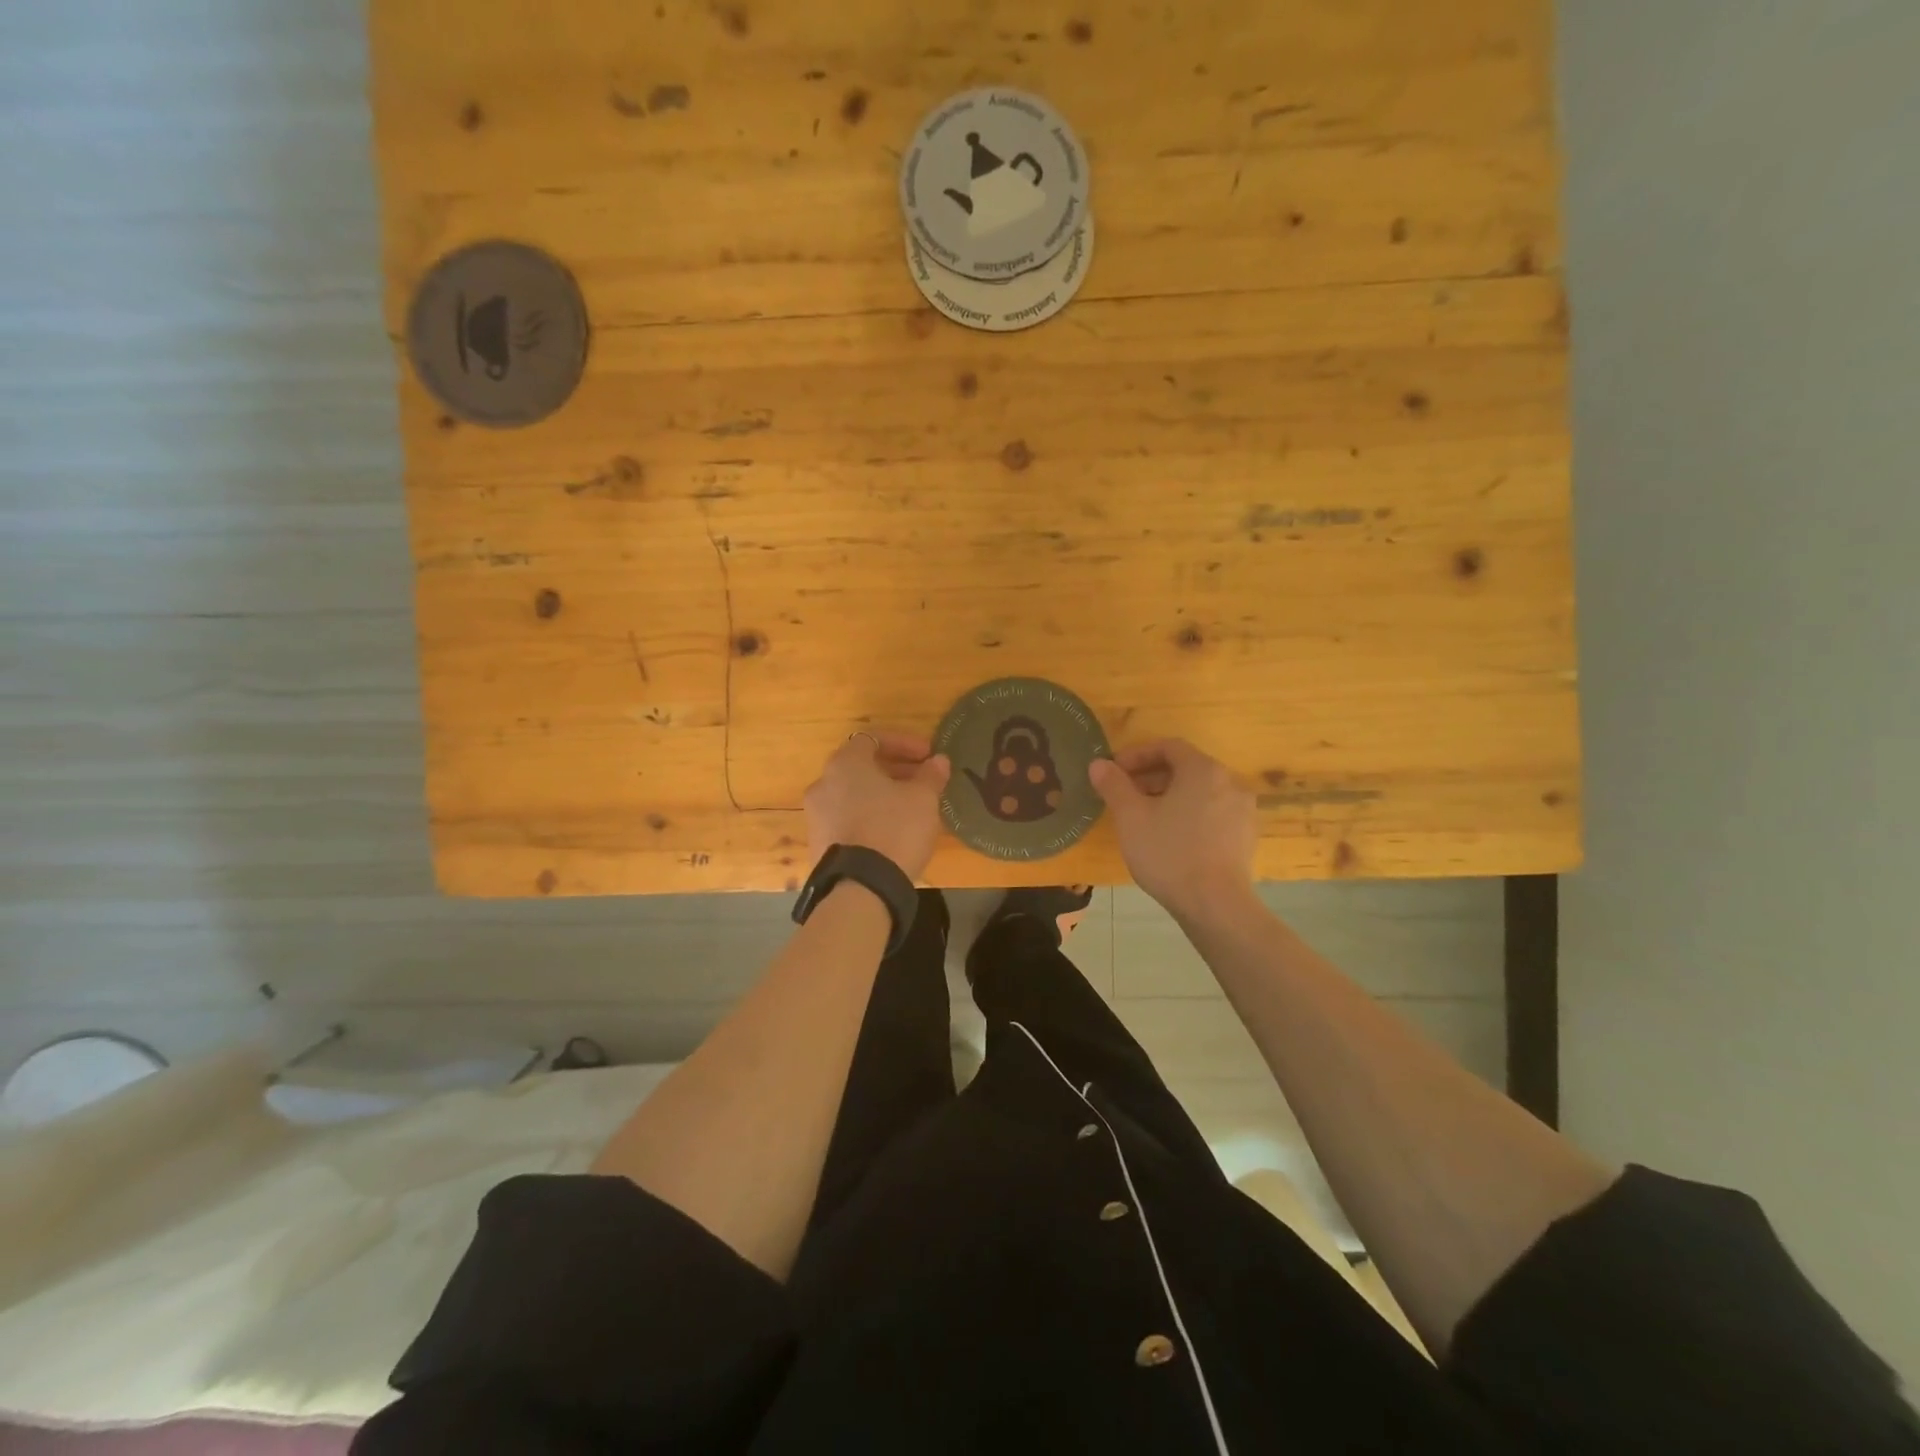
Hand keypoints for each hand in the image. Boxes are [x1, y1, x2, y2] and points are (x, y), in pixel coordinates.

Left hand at [804, 732, 950, 878]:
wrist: (860, 889)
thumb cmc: (894, 830)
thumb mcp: (923, 799)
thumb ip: (930, 775)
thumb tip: (938, 761)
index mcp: (845, 764)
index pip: (873, 738)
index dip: (904, 743)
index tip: (928, 756)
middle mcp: (823, 784)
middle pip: (861, 767)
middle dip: (895, 770)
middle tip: (923, 780)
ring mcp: (816, 815)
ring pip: (854, 794)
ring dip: (882, 794)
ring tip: (911, 808)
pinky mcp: (818, 844)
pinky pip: (847, 819)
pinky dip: (869, 816)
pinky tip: (892, 832)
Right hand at [1089, 739, 1255, 917]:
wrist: (1215, 905)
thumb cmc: (1169, 853)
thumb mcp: (1131, 817)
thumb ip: (1114, 785)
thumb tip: (1099, 764)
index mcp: (1203, 770)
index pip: (1168, 747)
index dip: (1137, 755)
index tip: (1114, 772)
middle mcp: (1230, 782)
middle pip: (1186, 768)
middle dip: (1151, 776)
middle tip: (1124, 795)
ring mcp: (1243, 811)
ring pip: (1199, 791)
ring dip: (1169, 796)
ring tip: (1144, 817)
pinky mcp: (1245, 836)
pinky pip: (1212, 812)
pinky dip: (1189, 814)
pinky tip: (1170, 838)